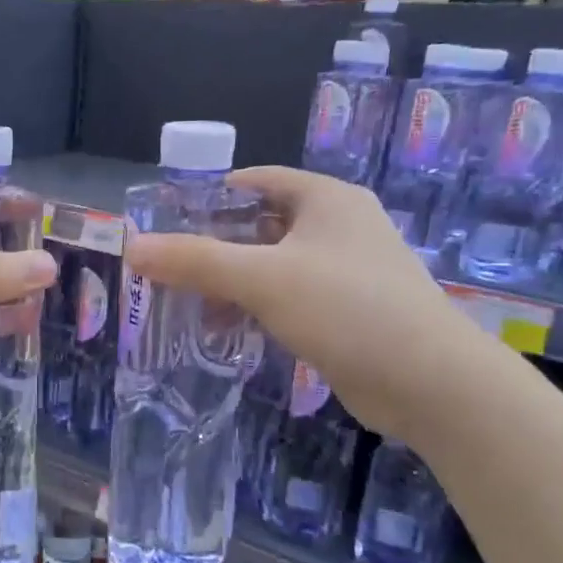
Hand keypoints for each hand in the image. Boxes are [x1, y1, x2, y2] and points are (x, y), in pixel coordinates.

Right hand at [125, 167, 501, 438]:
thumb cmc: (346, 308)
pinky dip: (255, 307)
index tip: (167, 220)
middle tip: (167, 266)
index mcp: (325, 199)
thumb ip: (195, 261)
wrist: (429, 382)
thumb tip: (133, 248)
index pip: (256, 181)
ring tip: (186, 303)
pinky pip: (288, 298)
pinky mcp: (347, 311)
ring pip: (272, 265)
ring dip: (231, 282)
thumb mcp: (262, 278)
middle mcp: (337, 227)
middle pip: (260, 225)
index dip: (209, 195)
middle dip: (213, 246)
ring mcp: (345, 271)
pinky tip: (225, 330)